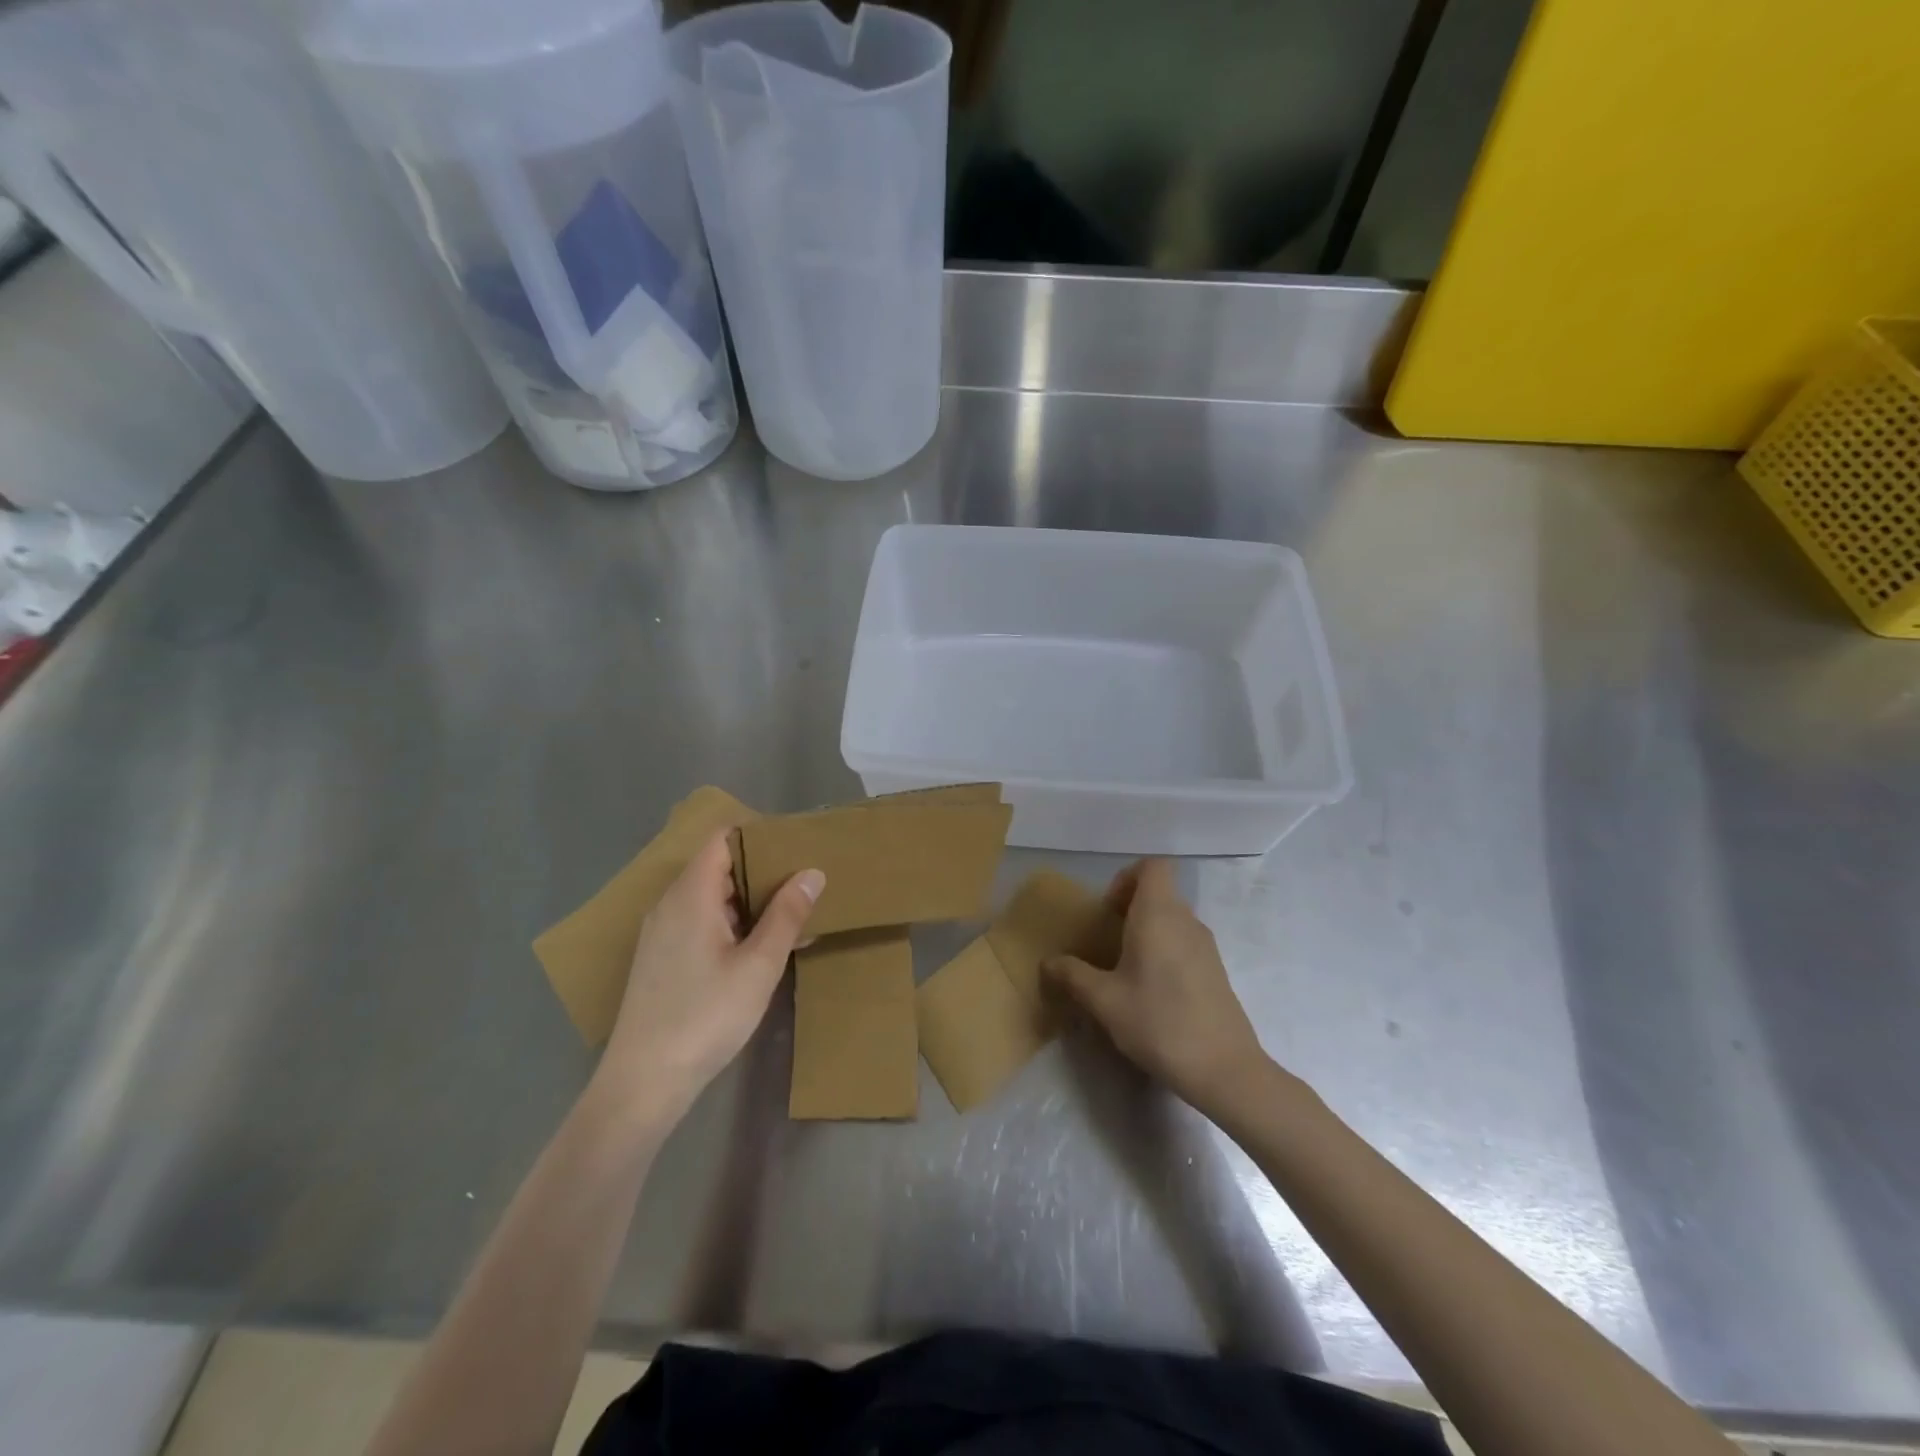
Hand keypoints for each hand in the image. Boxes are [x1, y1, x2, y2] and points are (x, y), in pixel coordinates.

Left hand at [597, 831, 822, 1124]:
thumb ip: (786, 914)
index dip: (758, 836)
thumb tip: (812, 872)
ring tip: (793, 913)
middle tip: (804, 880)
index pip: (721, 839)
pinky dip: (733, 923)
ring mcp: (662, 932)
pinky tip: (762, 947)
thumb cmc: (705, 1016)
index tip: (796, 846)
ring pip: (711, 897)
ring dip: (750, 900)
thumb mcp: (759, 966)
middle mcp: (670, 904)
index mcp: (691, 895)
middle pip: (717, 866)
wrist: (643, 1082)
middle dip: (762, 869)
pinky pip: (701, 922)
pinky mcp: (662, 958)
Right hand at [1043, 859, 1269, 1117]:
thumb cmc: (1159, 1023)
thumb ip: (1073, 976)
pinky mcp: (1216, 970)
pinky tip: (1151, 991)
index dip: (1127, 877)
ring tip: (1124, 968)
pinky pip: (1184, 942)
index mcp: (1159, 914)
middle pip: (1160, 891)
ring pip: (1172, 918)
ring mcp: (1206, 945)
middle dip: (1130, 907)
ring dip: (1147, 931)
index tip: (1108, 910)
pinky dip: (1164, 951)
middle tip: (1107, 940)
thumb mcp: (1105, 1001)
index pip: (1153, 865)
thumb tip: (1048, 962)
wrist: (1224, 1069)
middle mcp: (1186, 920)